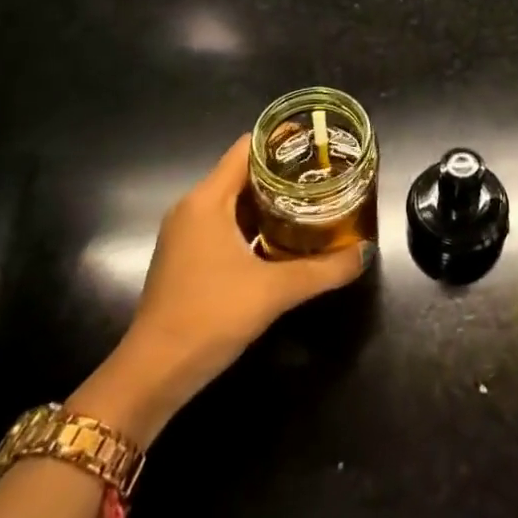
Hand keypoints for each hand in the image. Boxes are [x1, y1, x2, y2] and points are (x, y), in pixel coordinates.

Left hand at [76, 136, 368, 442]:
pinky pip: (227, 226)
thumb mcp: (275, 291)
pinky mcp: (188, 259)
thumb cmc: (210, 316)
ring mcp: (188, 235)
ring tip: (314, 201)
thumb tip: (365, 253)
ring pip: (236, 202)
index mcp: (207, 201)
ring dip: (272, 202)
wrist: (153, 374)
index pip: (247, 150)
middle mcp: (194, 209)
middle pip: (243, 174)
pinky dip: (256, 225)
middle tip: (326, 175)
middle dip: (285, 173)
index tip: (319, 144)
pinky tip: (286, 238)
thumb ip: (324, 269)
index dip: (283, 142)